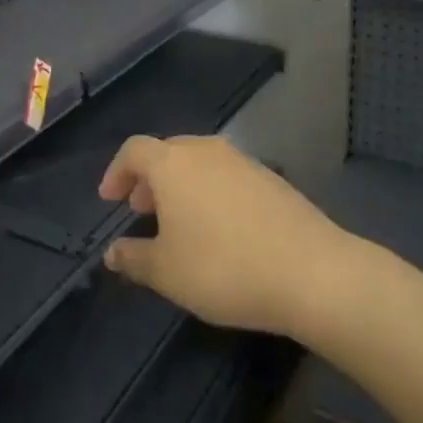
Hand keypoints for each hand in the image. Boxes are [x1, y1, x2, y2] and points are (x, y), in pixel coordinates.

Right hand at [97, 136, 351, 338]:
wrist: (312, 272)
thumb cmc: (224, 268)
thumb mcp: (167, 272)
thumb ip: (133, 258)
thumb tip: (111, 252)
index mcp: (172, 163)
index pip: (133, 150)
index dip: (116, 172)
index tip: (110, 200)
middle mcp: (205, 150)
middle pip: (167, 152)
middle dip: (148, 179)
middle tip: (141, 210)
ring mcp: (242, 161)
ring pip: (199, 162)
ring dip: (181, 185)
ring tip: (180, 222)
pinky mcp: (271, 178)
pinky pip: (226, 175)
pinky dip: (211, 191)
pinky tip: (220, 228)